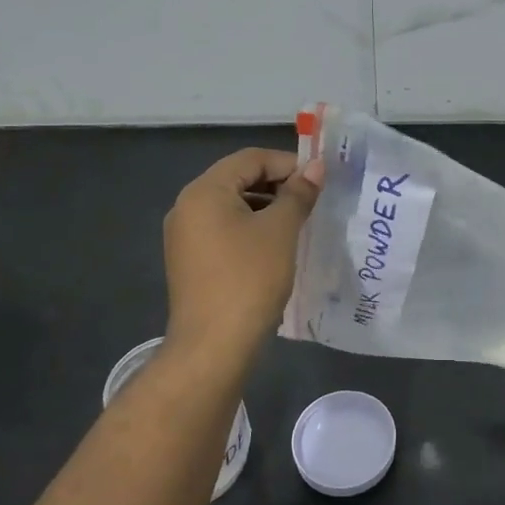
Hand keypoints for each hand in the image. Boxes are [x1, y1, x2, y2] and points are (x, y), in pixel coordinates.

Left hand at [163, 148, 323, 358]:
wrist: (213, 345)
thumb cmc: (249, 279)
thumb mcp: (281, 231)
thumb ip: (298, 193)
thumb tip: (316, 167)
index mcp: (204, 191)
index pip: (250, 159)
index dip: (288, 163)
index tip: (319, 181)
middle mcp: (187, 206)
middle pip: (238, 179)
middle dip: (277, 185)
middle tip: (312, 201)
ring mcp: (185, 236)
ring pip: (232, 206)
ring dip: (266, 207)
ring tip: (299, 223)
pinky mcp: (190, 261)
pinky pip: (224, 230)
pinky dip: (251, 229)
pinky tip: (276, 247)